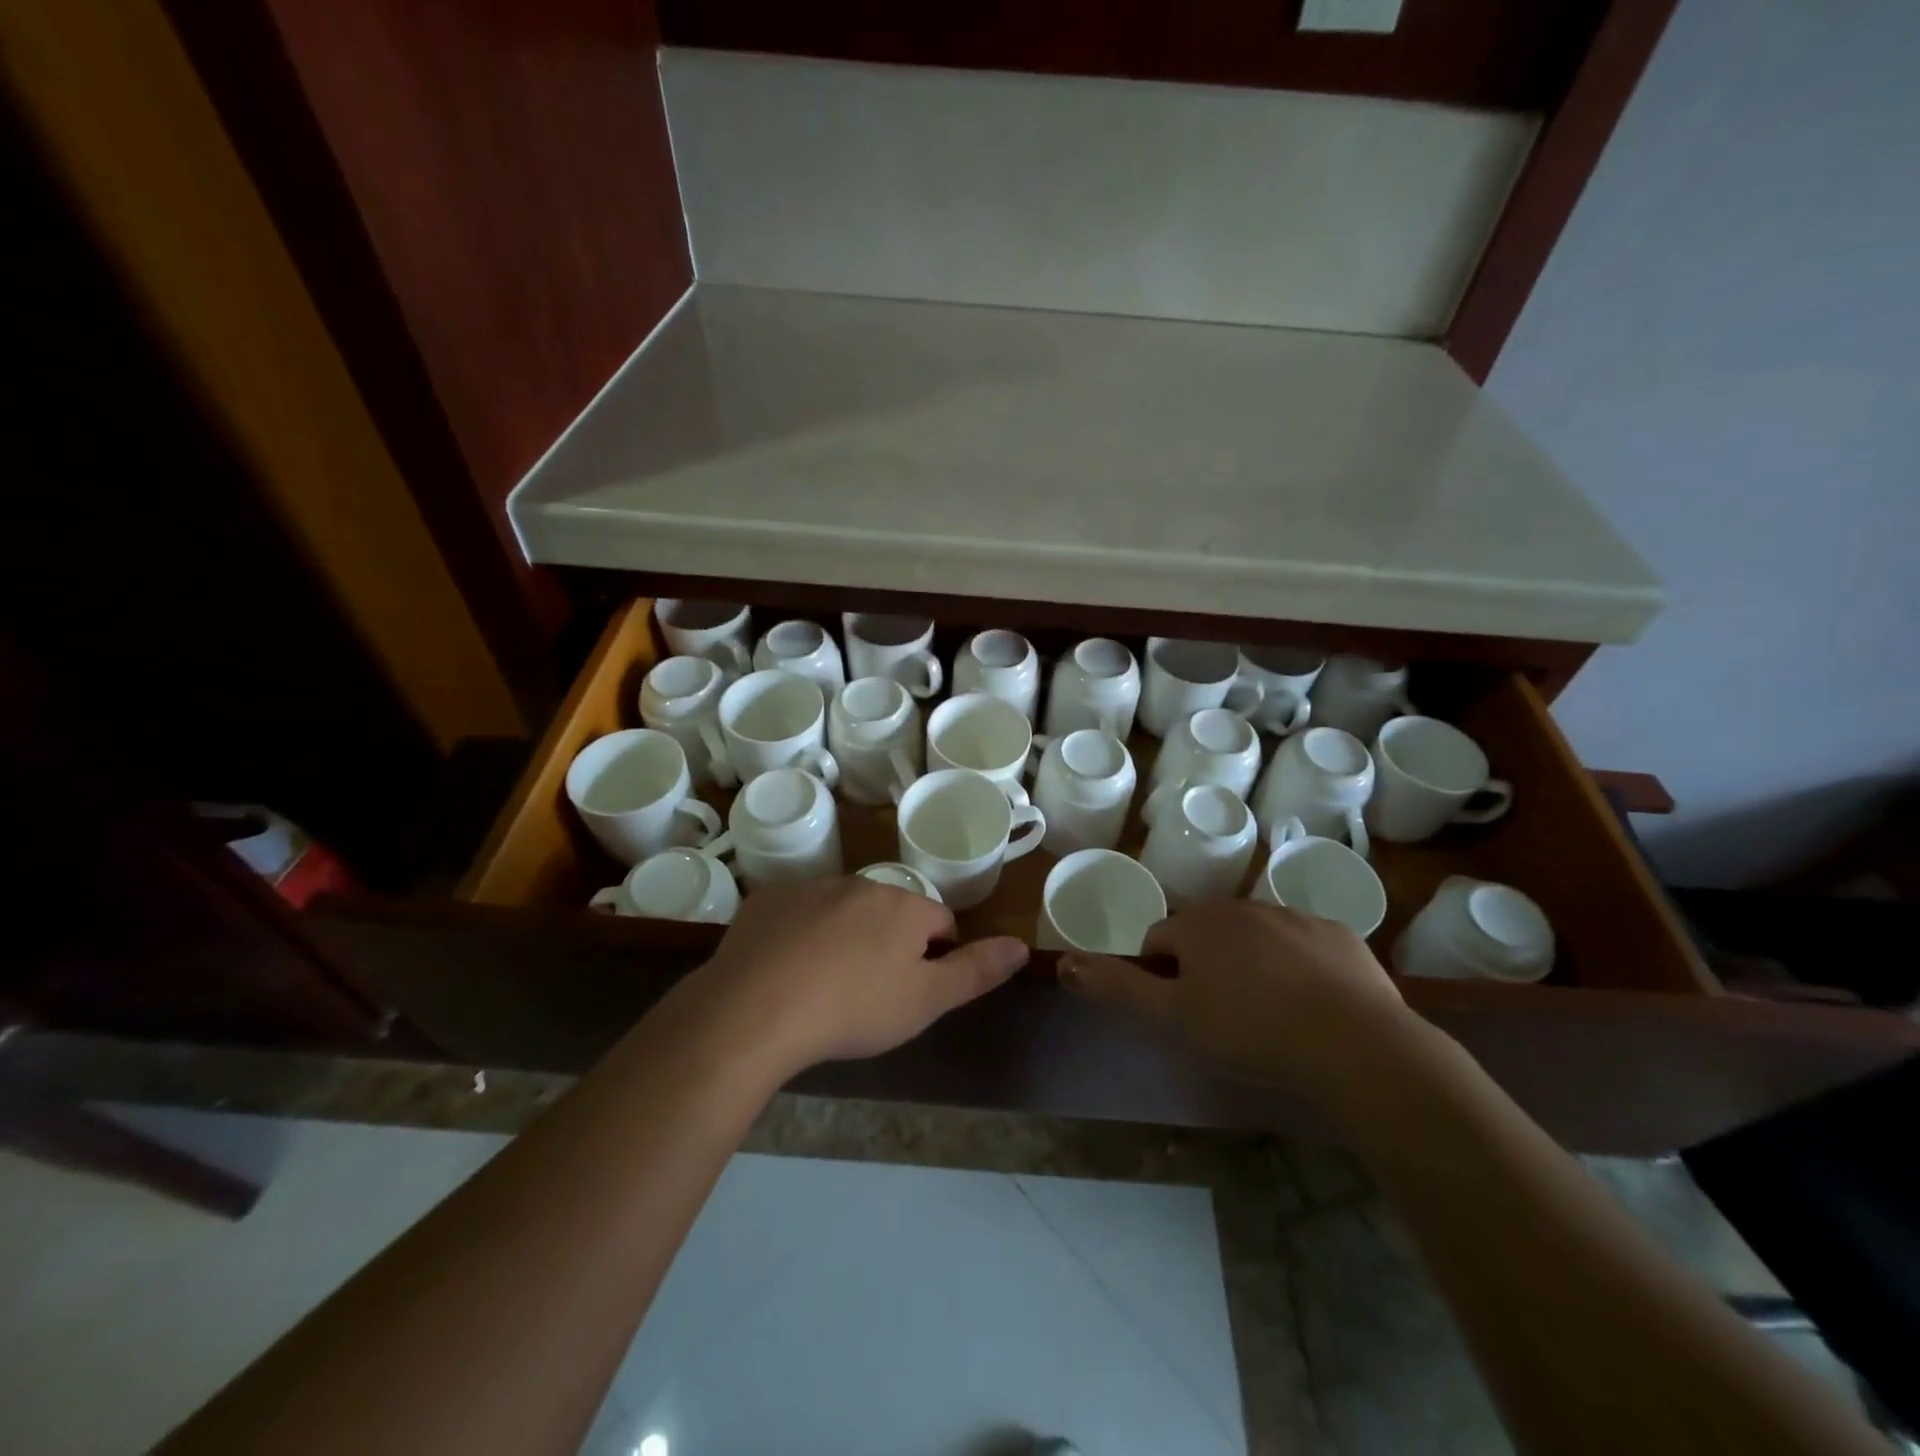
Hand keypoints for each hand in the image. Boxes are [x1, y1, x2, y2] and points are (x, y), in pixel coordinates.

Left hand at [684, 878, 1029, 1076]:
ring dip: (845, 937)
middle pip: (890, 913)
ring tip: (824, 987)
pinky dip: (799, 935)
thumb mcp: (925, 1000)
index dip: (936, 957)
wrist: (754, 1009)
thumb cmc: (853, 1009)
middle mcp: (860, 884)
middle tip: (868, 994)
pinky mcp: (768, 900)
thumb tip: (1022, 946)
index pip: (940, 922)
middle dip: (888, 944)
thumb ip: (976, 971)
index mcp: (903, 906)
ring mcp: (810, 888)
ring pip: (843, 910)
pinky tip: (784, 972)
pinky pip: (797, 914)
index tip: (913, 991)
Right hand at [1059, 899, 1427, 1109]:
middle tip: (1224, 1016)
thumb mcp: (1173, 1017)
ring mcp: (1293, 916)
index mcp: (1198, 923)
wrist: (1355, 1045)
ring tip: (1268, 1014)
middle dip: (1205, 965)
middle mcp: (1241, 906)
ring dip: (1250, 964)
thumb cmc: (1250, 1030)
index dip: (1161, 976)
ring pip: (1254, 936)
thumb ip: (1117, 986)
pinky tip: (1310, 1006)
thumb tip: (1064, 960)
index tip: (1182, 1012)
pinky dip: (1297, 967)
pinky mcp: (1337, 934)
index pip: (1158, 939)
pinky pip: (1302, 945)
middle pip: (1205, 932)